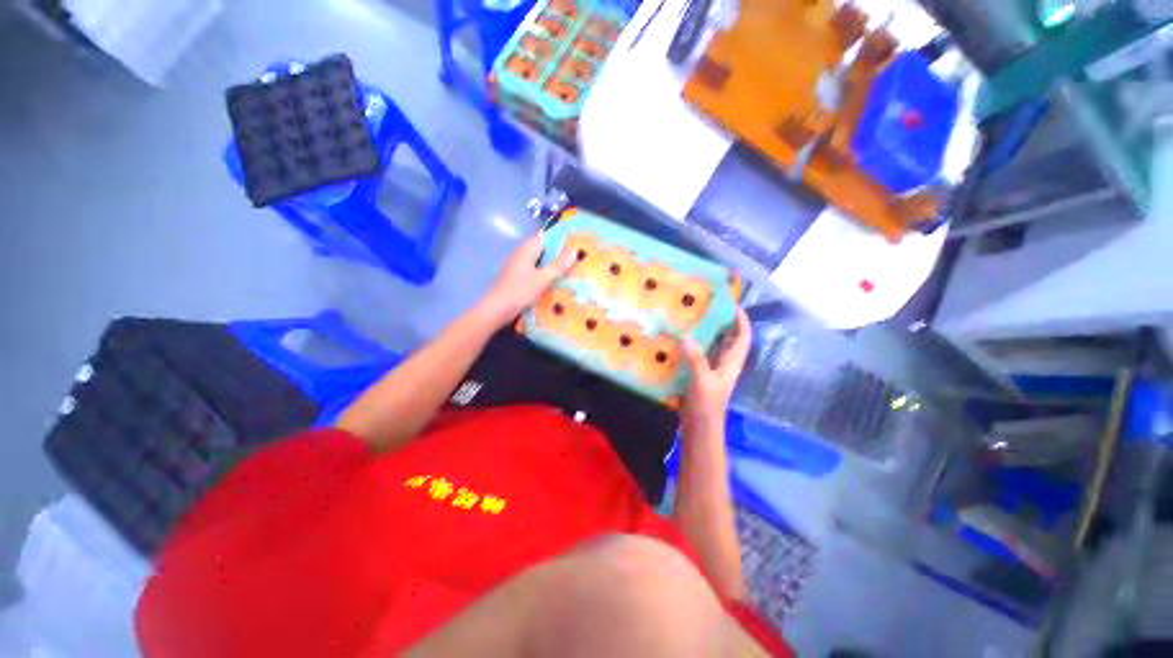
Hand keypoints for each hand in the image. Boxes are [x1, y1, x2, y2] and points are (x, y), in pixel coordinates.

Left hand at [480, 232, 574, 326]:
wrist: (497, 308)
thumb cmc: (520, 291)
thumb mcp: (543, 278)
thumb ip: (559, 265)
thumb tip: (574, 249)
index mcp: (527, 250)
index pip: (544, 236)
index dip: (559, 237)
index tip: (574, 241)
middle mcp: (521, 254)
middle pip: (541, 248)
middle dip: (557, 251)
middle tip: (574, 257)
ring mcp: (518, 266)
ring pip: (538, 259)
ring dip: (551, 262)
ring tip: (568, 269)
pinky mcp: (517, 277)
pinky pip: (533, 269)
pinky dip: (544, 272)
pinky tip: (552, 281)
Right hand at [680, 308, 751, 432]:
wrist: (700, 427)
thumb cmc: (706, 405)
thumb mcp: (702, 380)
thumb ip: (696, 358)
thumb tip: (685, 336)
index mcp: (731, 363)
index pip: (743, 338)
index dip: (742, 321)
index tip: (733, 305)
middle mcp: (725, 364)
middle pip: (729, 339)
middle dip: (723, 323)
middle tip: (707, 308)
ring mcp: (712, 369)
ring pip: (714, 346)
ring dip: (707, 333)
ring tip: (693, 319)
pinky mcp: (700, 374)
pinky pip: (700, 354)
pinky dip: (693, 345)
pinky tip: (680, 340)